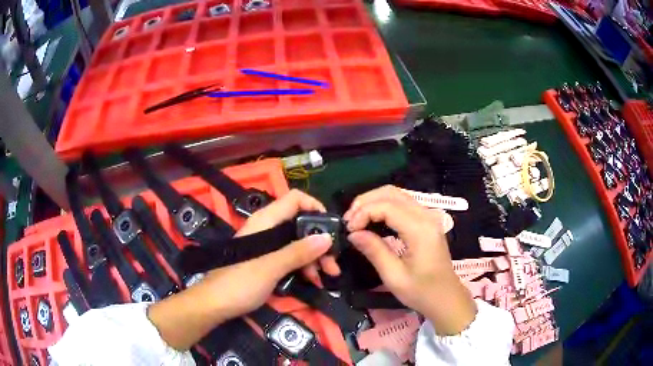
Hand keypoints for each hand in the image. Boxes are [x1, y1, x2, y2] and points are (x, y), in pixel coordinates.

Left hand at [236, 189, 340, 280]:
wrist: (215, 303)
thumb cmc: (240, 282)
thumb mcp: (272, 267)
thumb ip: (298, 251)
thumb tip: (327, 238)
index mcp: (266, 221)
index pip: (295, 199)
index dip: (315, 207)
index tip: (331, 227)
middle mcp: (268, 228)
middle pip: (300, 223)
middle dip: (319, 241)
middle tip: (333, 263)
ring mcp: (267, 245)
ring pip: (297, 242)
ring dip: (314, 257)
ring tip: (327, 275)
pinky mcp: (267, 260)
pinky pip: (290, 256)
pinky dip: (303, 265)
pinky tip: (313, 279)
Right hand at [343, 185, 476, 335]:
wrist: (446, 298)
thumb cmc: (421, 292)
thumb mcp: (394, 276)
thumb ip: (374, 251)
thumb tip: (353, 234)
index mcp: (420, 229)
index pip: (386, 206)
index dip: (363, 213)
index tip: (348, 230)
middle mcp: (426, 215)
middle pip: (391, 192)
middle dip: (365, 202)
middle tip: (349, 221)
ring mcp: (428, 216)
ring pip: (396, 194)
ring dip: (373, 202)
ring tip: (357, 219)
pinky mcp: (427, 221)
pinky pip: (402, 203)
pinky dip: (384, 206)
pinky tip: (373, 220)